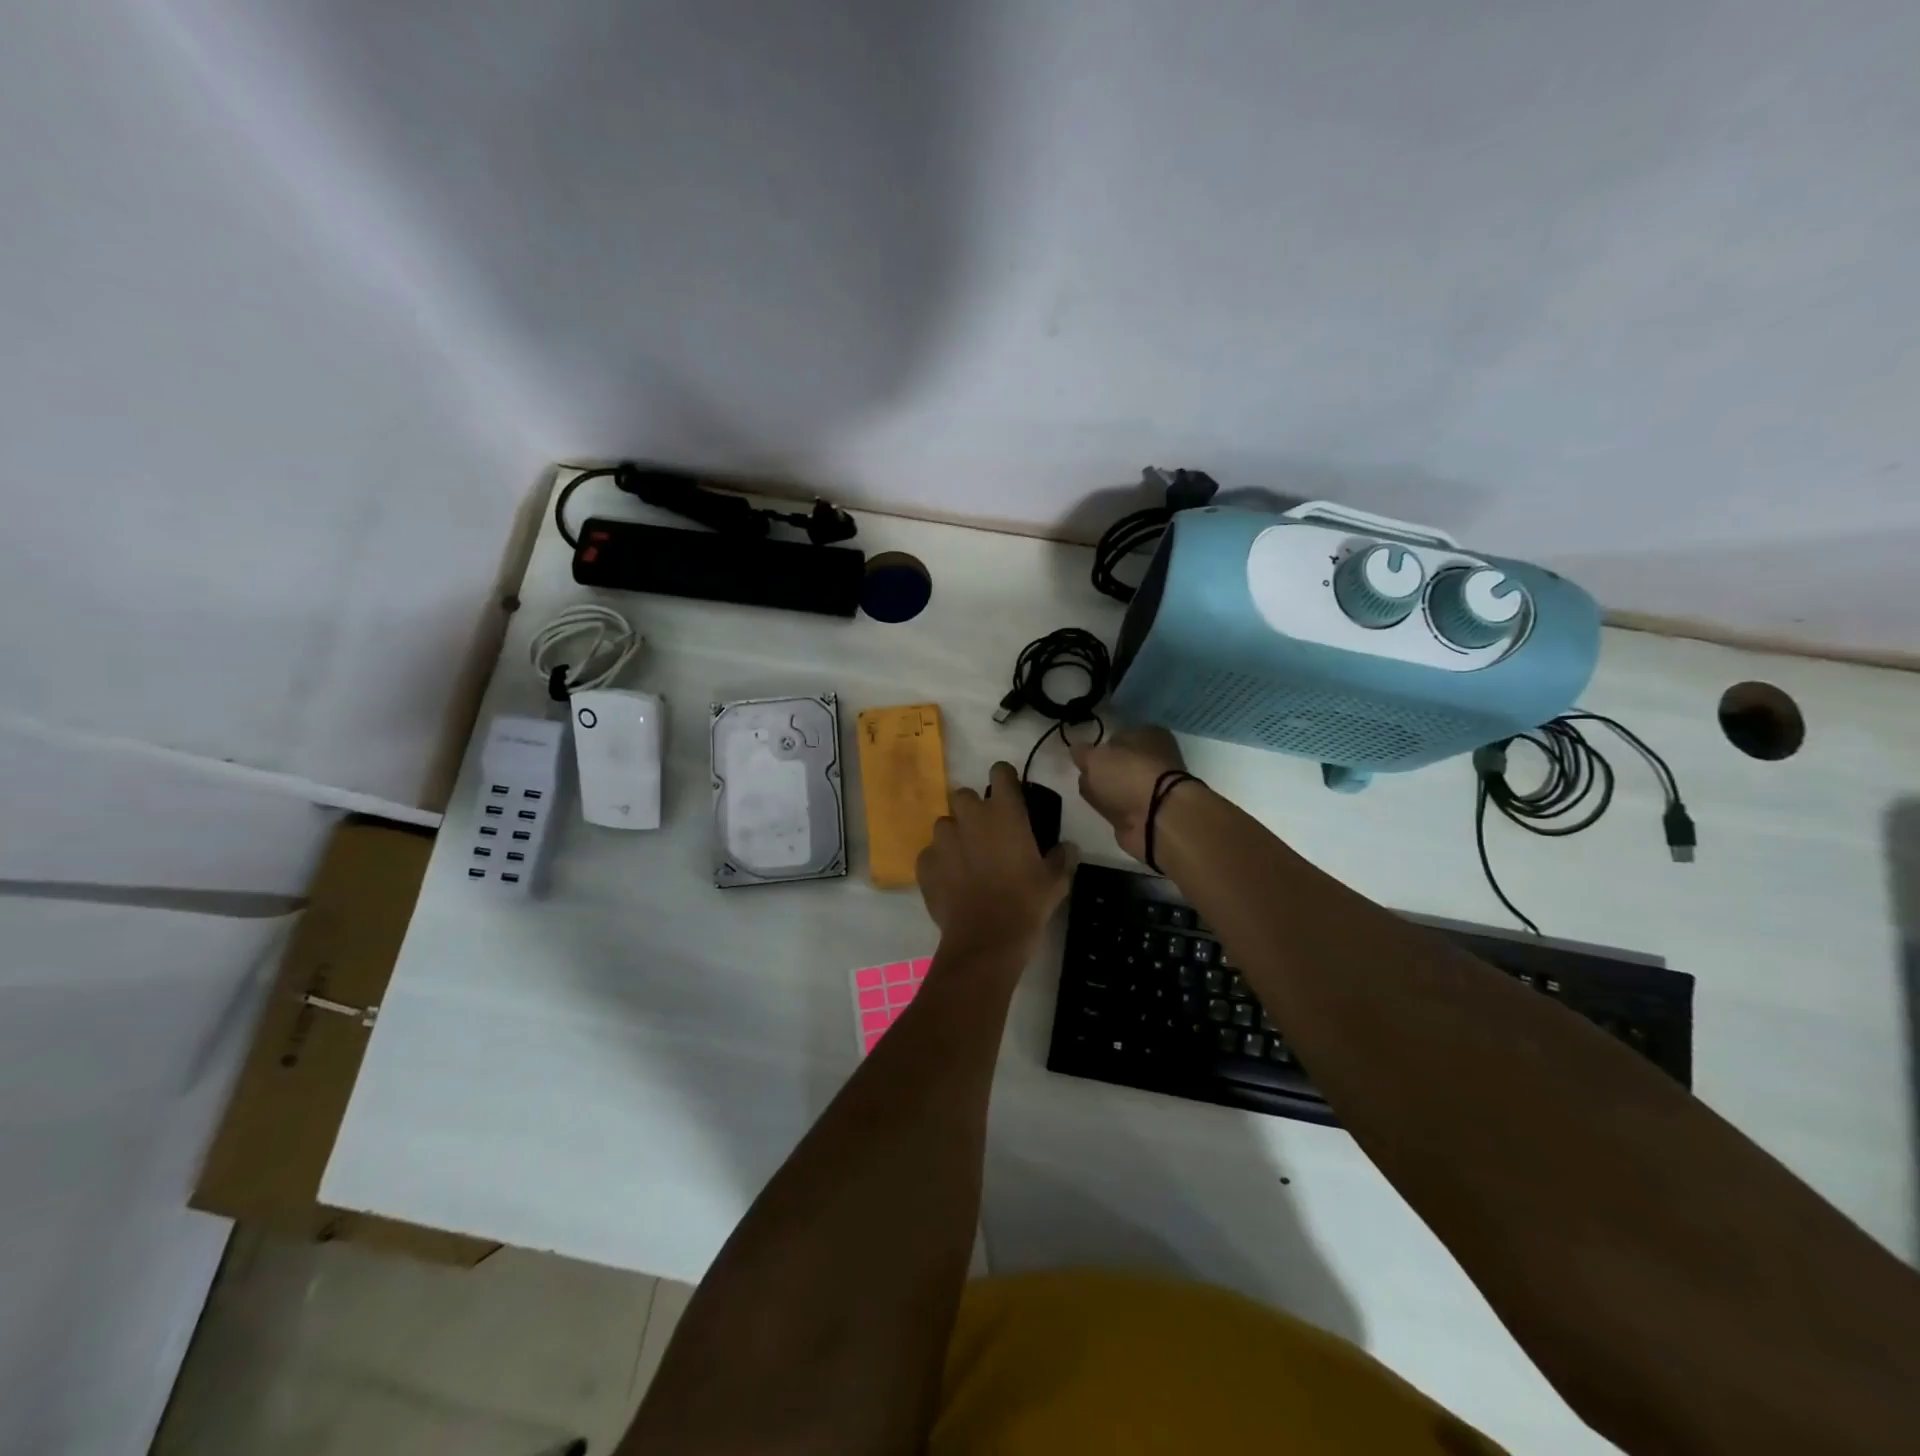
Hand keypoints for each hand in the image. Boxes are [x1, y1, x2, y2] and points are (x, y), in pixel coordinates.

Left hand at [917, 762, 1074, 960]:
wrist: (987, 937)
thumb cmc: (1027, 902)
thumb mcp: (1056, 880)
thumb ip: (1061, 857)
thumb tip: (1068, 847)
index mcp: (1004, 812)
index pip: (1000, 771)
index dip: (1005, 779)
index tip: (1010, 794)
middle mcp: (970, 816)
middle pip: (964, 795)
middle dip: (973, 809)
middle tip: (987, 833)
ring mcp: (943, 839)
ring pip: (944, 824)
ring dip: (955, 835)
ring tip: (966, 860)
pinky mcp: (925, 863)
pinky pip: (931, 854)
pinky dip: (939, 863)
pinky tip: (951, 882)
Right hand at [1070, 727, 1189, 862]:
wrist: (1157, 818)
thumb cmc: (1128, 775)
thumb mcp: (1095, 757)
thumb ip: (1081, 752)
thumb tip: (1077, 750)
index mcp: (1149, 735)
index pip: (1117, 736)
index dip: (1098, 746)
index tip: (1083, 757)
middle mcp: (1154, 758)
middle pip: (1116, 763)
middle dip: (1098, 771)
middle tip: (1085, 776)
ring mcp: (1152, 787)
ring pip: (1117, 785)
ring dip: (1103, 791)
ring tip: (1093, 796)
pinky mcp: (1147, 812)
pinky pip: (1121, 806)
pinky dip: (1112, 809)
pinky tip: (1103, 811)